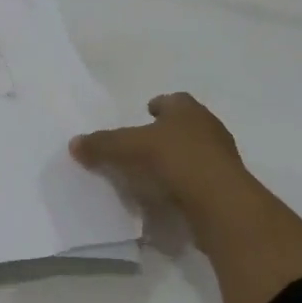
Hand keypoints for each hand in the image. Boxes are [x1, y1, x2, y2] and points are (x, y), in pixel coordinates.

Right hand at [70, 92, 250, 218]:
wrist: (220, 203)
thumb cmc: (173, 160)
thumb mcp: (127, 148)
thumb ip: (101, 145)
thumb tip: (74, 143)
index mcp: (187, 110)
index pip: (173, 100)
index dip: (158, 105)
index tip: (146, 113)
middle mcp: (208, 128)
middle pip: (185, 125)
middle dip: (167, 133)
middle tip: (144, 145)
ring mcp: (222, 159)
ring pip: (195, 153)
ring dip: (177, 160)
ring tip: (153, 174)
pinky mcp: (227, 188)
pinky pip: (200, 181)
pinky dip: (185, 185)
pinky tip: (168, 196)